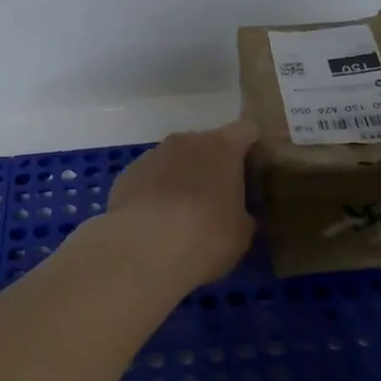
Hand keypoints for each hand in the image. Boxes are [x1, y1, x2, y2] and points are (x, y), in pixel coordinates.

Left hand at [100, 121, 257, 289]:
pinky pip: (150, 177)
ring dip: (183, 177)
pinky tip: (155, 221)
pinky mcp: (127, 173)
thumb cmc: (205, 237)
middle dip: (214, 165)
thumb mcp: (241, 233)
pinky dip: (156, 191)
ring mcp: (153, 154)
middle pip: (208, 143)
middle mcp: (187, 141)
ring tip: (183, 214)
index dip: (252, 148)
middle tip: (219, 198)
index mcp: (223, 147)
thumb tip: (237, 211)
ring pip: (176, 159)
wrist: (142, 250)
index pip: (246, 130)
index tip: (253, 171)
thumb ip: (243, 213)